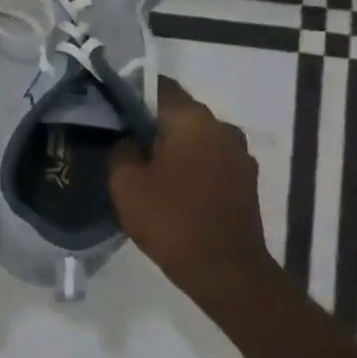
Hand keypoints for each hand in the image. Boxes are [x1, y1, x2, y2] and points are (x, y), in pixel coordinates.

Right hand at [110, 76, 278, 301]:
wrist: (225, 271)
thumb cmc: (171, 220)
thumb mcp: (125, 183)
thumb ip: (122, 150)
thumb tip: (130, 141)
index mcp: (193, 120)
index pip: (159, 86)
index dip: (132, 91)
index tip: (110, 105)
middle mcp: (222, 128)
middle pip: (179, 112)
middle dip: (151, 122)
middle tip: (122, 140)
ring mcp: (240, 155)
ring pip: (196, 138)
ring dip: (173, 146)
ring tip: (145, 167)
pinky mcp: (246, 181)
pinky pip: (210, 160)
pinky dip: (190, 166)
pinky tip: (171, 187)